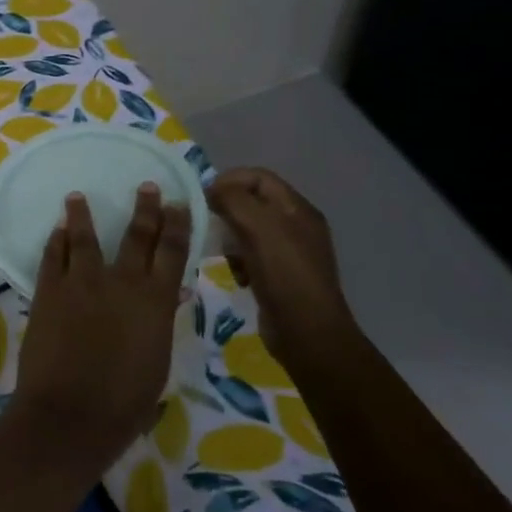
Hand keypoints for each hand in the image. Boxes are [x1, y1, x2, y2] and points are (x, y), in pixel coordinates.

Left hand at [12, 185, 190, 467]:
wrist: (70, 413)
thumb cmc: (124, 402)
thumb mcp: (156, 361)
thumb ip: (161, 321)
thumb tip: (171, 293)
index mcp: (155, 301)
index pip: (172, 252)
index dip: (177, 225)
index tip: (177, 203)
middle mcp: (120, 282)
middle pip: (136, 236)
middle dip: (144, 209)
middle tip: (146, 187)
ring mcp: (81, 282)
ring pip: (84, 236)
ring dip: (82, 214)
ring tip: (78, 196)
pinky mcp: (48, 290)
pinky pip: (53, 255)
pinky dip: (56, 240)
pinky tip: (57, 229)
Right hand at [205, 168, 353, 369]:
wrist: (308, 334)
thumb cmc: (285, 274)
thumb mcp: (259, 227)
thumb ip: (233, 200)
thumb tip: (211, 190)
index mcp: (297, 209)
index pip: (259, 177)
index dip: (229, 180)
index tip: (203, 197)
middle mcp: (296, 226)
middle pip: (251, 203)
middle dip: (226, 211)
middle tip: (206, 225)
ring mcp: (288, 253)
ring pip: (247, 231)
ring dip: (229, 239)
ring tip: (223, 254)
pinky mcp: (279, 276)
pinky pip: (250, 256)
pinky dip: (238, 261)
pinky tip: (236, 276)